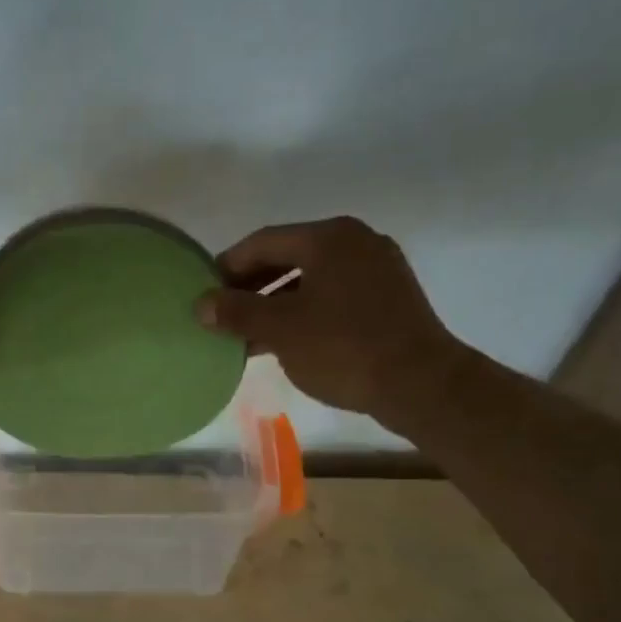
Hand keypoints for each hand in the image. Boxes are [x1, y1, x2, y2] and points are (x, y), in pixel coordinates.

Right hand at [197, 218, 465, 435]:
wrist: (420, 384)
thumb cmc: (343, 348)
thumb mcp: (280, 329)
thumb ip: (236, 312)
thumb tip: (200, 304)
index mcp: (329, 237)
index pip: (263, 242)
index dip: (227, 266)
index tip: (204, 292)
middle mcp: (356, 242)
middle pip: (288, 257)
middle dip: (251, 287)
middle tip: (221, 315)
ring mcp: (377, 270)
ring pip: (310, 280)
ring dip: (274, 305)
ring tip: (246, 335)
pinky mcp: (388, 299)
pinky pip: (332, 297)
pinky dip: (303, 314)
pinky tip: (284, 342)